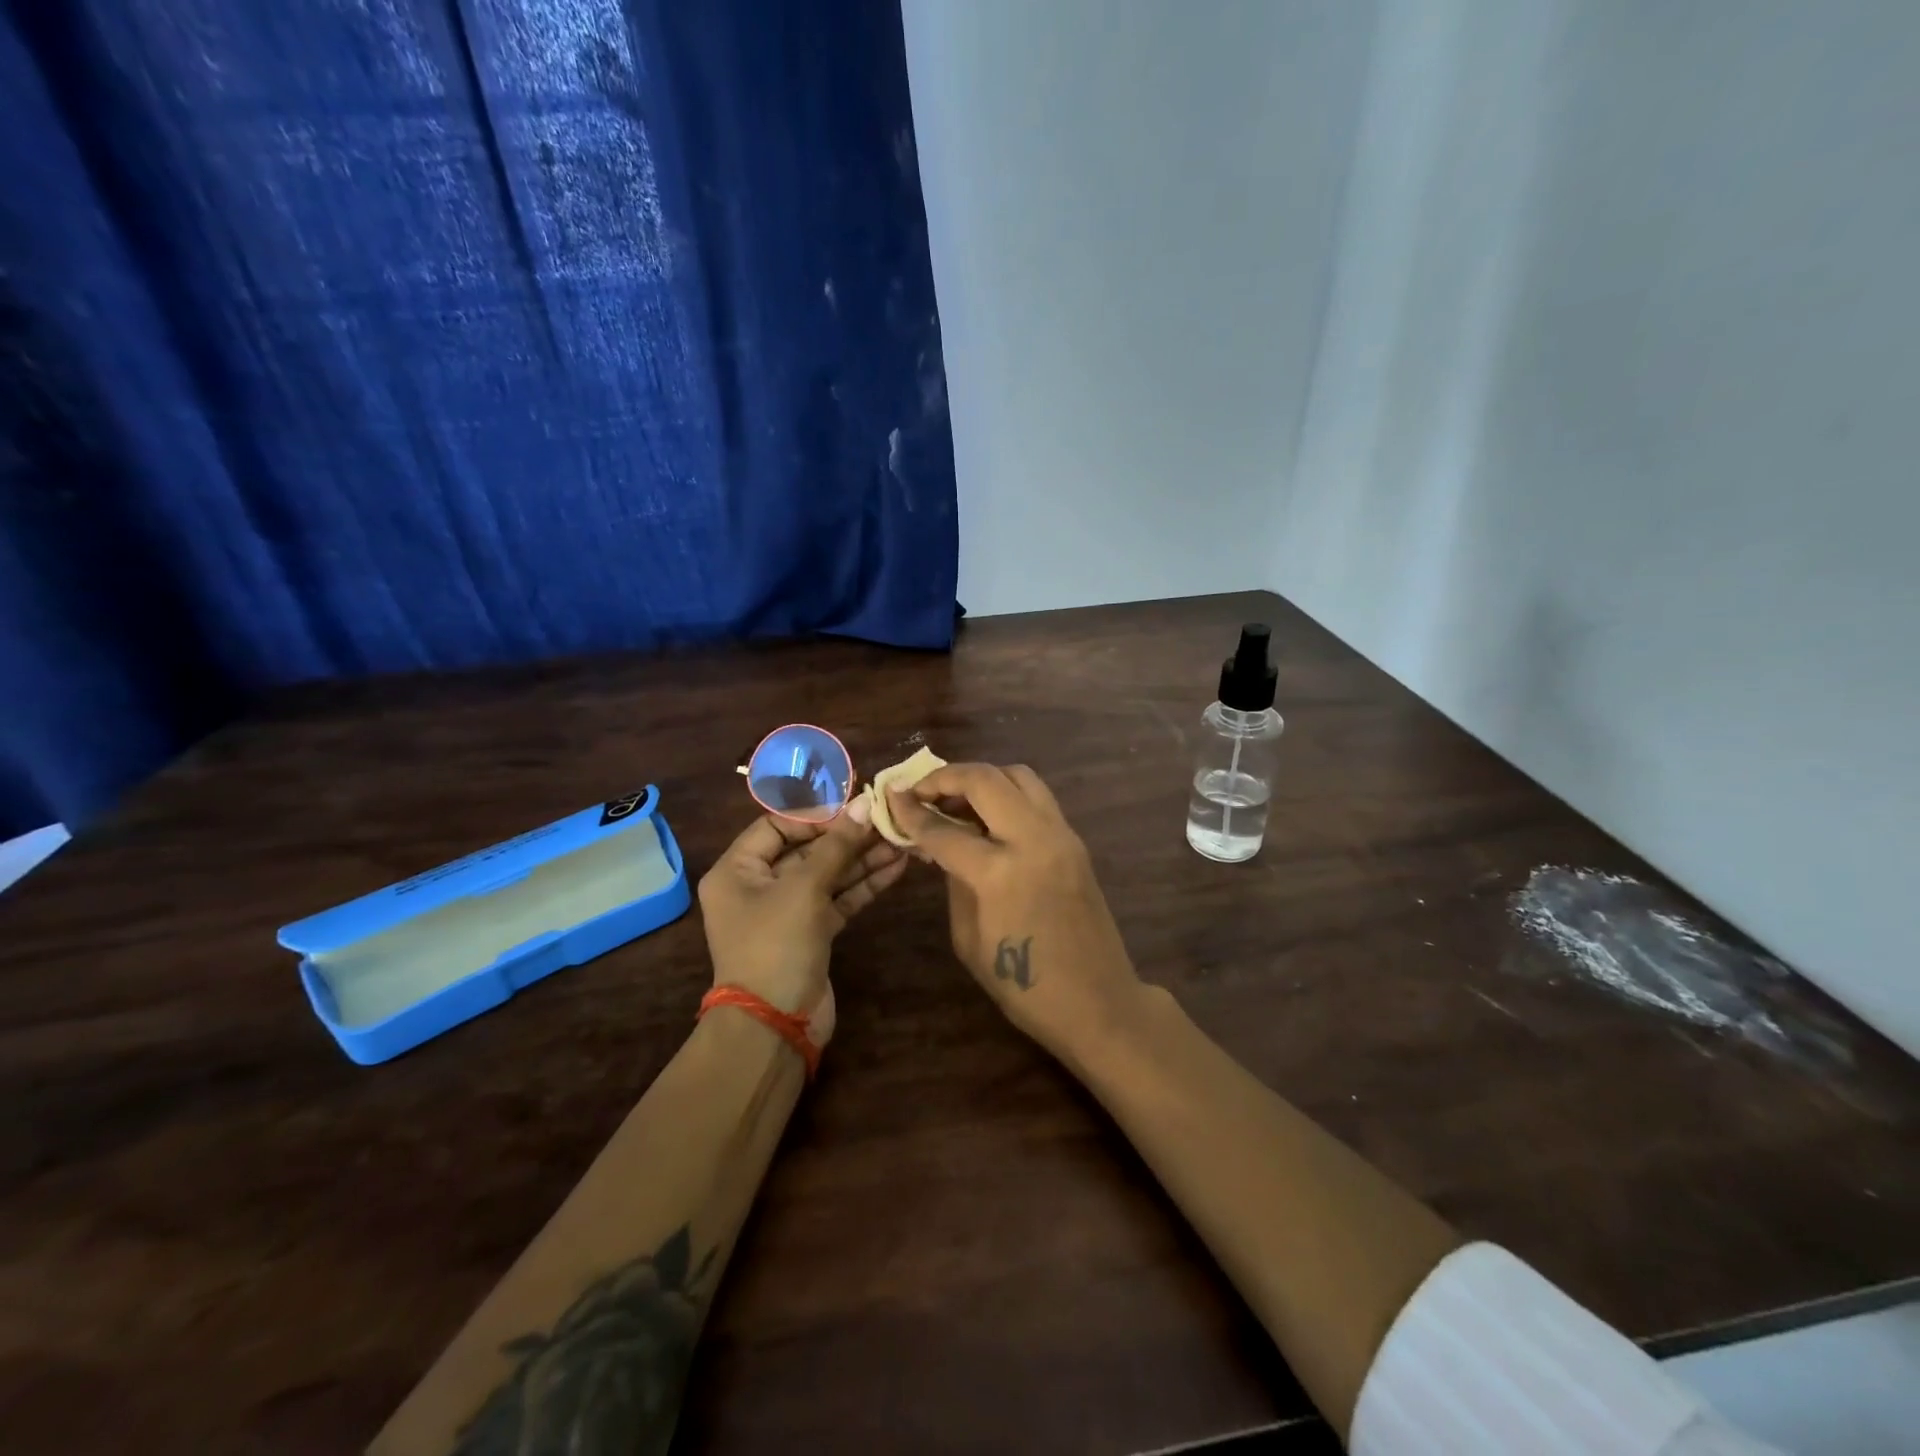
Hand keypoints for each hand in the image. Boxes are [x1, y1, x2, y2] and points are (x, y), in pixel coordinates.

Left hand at [697, 798, 906, 1047]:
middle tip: (887, 820)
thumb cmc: (776, 945)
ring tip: (900, 840)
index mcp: (737, 870)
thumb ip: (837, 845)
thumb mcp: (805, 888)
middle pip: (806, 849)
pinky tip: (895, 867)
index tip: (854, 809)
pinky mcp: (812, 933)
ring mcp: (786, 912)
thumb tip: (866, 804)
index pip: (776, 825)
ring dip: (862, 859)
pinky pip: (838, 899)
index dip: (815, 815)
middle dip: (847, 836)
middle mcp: (758, 887)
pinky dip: (863, 884)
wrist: (776, 1025)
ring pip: (827, 874)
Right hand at [887, 763, 1143, 1058]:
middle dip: (946, 777)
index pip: (945, 830)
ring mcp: (1061, 835)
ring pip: (1018, 776)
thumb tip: (941, 843)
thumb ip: (954, 880)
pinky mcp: (1075, 840)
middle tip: (921, 790)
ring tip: (954, 799)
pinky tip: (986, 817)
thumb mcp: (969, 938)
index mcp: (1001, 872)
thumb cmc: (1024, 986)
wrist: (1098, 1001)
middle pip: (986, 779)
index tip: (890, 798)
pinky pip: (1036, 798)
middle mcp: (1034, 839)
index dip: (911, 812)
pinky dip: (1006, 794)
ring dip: (981, 779)